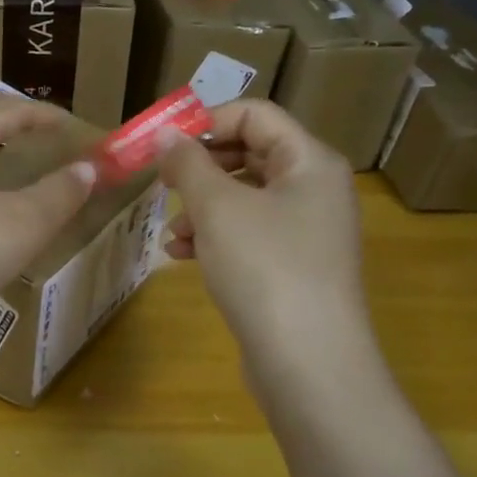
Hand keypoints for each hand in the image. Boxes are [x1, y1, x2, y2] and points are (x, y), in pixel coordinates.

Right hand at [154, 99, 372, 369]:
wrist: (307, 362)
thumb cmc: (265, 267)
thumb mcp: (217, 207)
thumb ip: (187, 163)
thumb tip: (164, 134)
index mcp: (309, 162)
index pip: (256, 114)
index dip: (207, 121)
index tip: (163, 144)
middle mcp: (314, 190)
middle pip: (249, 155)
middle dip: (200, 169)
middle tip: (162, 184)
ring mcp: (305, 232)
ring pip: (243, 199)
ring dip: (201, 208)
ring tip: (171, 233)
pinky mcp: (291, 267)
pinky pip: (247, 235)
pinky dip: (214, 237)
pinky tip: (182, 256)